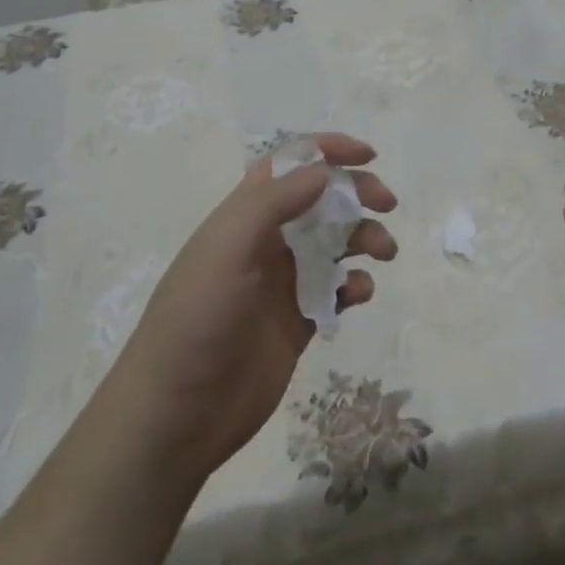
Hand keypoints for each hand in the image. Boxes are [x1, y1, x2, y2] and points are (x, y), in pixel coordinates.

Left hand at [109, 133, 397, 487]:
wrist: (177, 414)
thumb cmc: (197, 319)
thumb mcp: (228, 249)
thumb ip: (274, 203)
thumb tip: (323, 170)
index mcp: (244, 216)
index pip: (288, 165)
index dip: (326, 150)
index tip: (368, 156)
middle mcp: (266, 242)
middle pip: (320, 200)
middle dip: (356, 193)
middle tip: (387, 203)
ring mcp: (283, 283)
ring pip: (335, 244)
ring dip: (363, 238)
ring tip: (384, 252)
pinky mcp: (297, 321)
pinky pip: (336, 291)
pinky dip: (354, 285)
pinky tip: (358, 295)